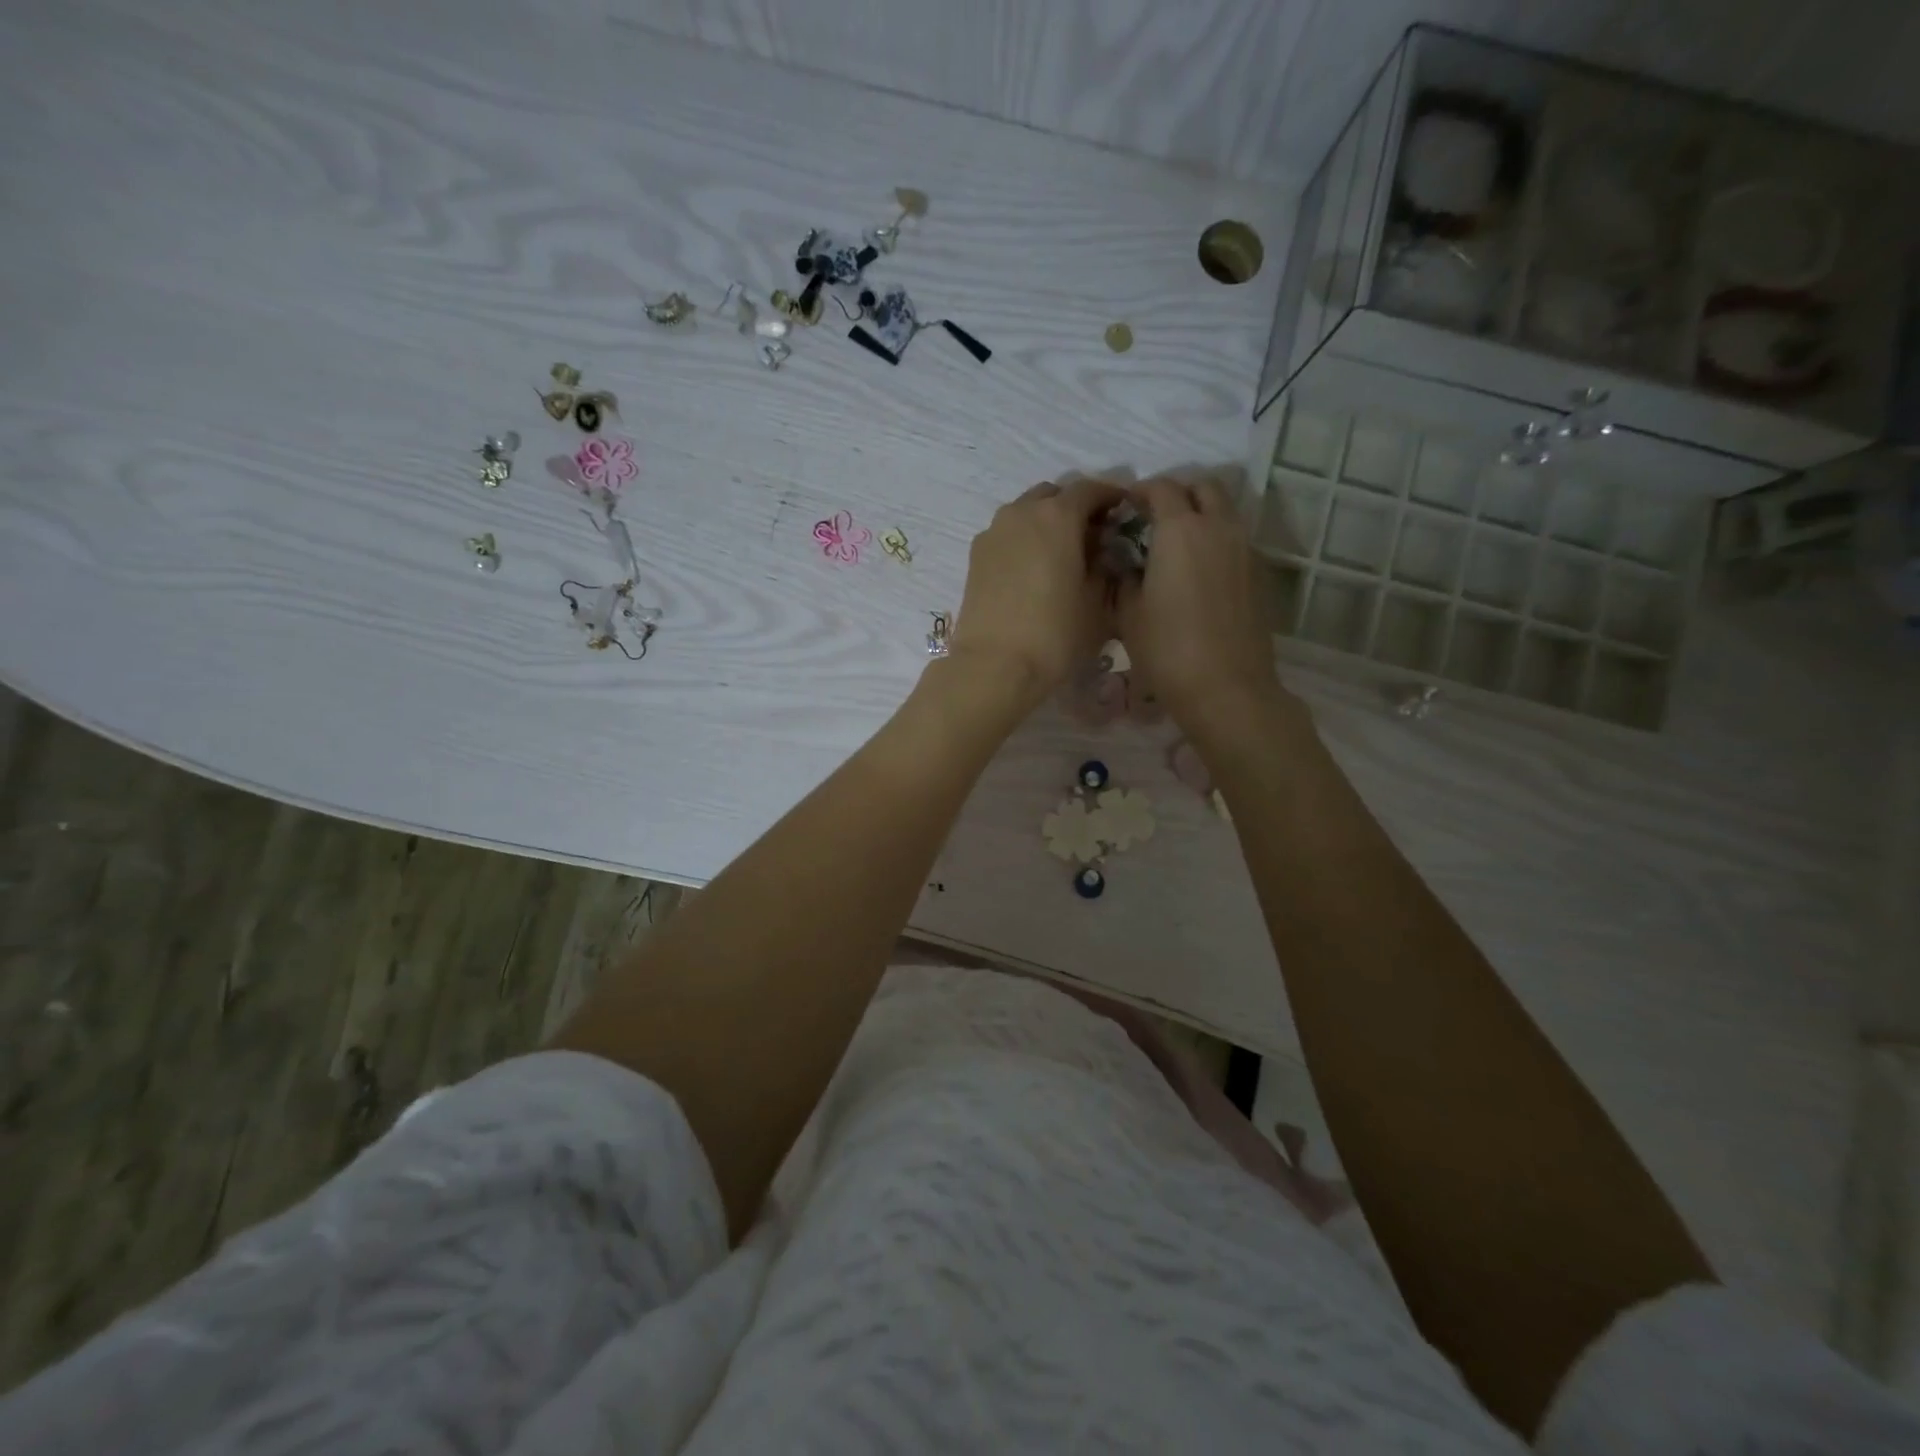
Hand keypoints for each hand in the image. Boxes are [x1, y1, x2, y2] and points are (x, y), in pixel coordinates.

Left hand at [949, 478, 1125, 709]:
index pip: (1090, 489)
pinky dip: (1024, 540)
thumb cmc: (1055, 635)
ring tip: (1061, 553)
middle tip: (1092, 535)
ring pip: (1026, 513)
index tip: (1124, 510)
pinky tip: (1034, 569)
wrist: (994, 666)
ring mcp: (993, 532)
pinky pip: (1007, 534)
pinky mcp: (975, 556)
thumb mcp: (1097, 603)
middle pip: (1054, 495)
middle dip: (1074, 508)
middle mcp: (1022, 512)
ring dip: (1046, 523)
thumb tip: (1101, 552)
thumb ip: (1104, 567)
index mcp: (1057, 515)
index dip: (1111, 496)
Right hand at [1117, 477, 1294, 736]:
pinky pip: (1235, 539)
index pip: (1160, 488)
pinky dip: (1216, 539)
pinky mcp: (1258, 573)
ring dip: (1201, 513)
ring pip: (1225, 510)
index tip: (1124, 508)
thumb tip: (1128, 563)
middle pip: (1203, 486)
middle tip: (1154, 517)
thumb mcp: (1129, 614)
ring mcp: (1244, 549)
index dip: (1139, 492)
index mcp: (1181, 530)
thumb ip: (1125, 577)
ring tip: (1176, 543)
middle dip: (1178, 492)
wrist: (1227, 688)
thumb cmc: (1167, 650)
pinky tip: (1198, 570)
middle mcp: (1218, 527)